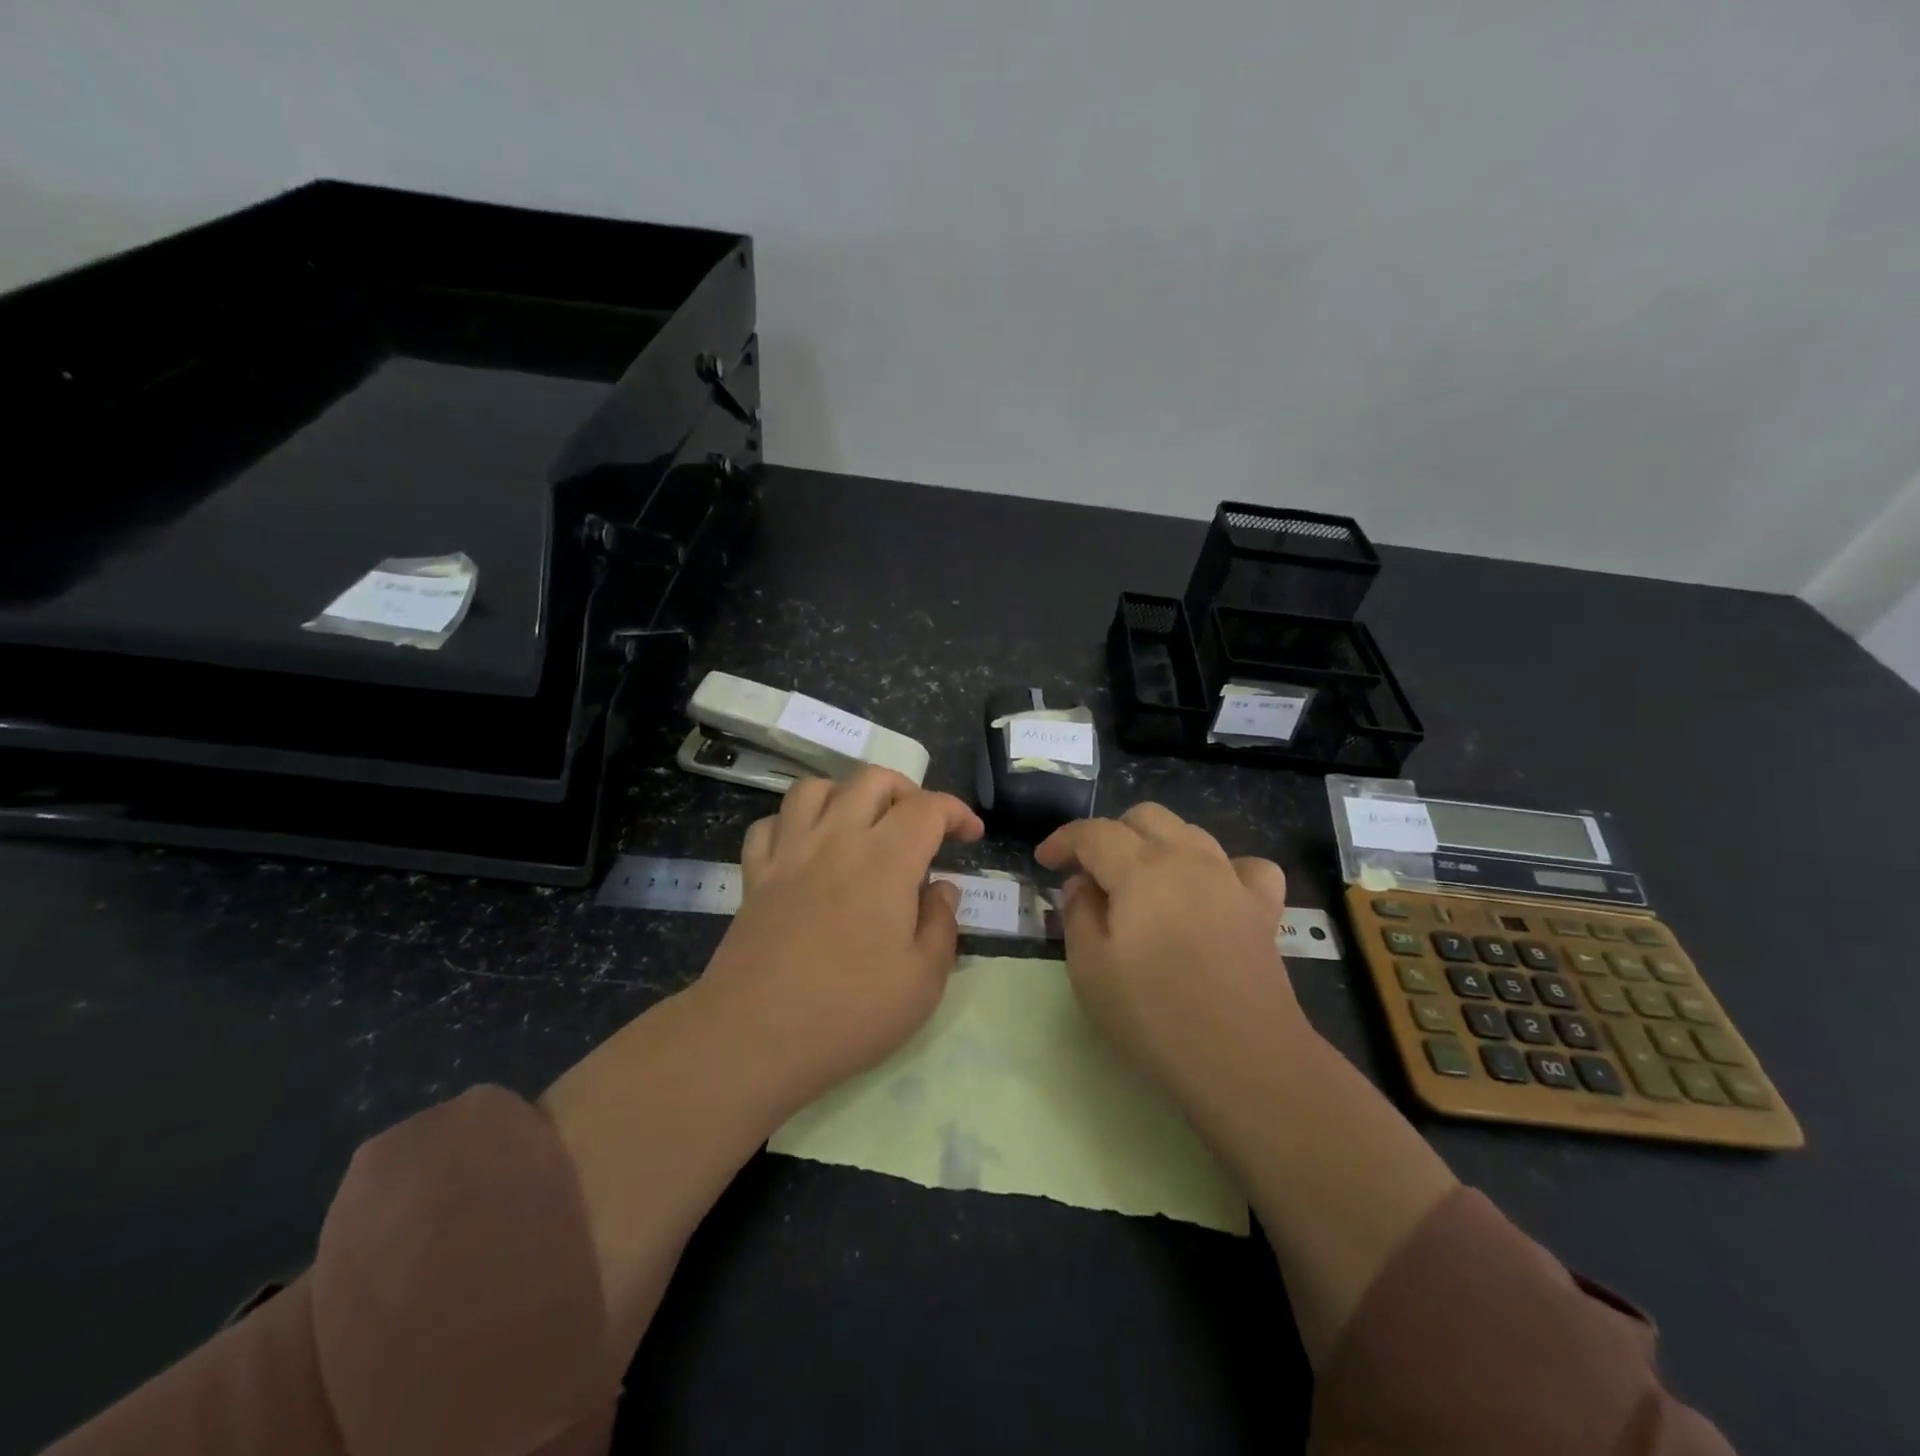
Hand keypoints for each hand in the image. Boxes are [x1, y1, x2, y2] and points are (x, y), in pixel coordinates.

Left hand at [697, 767, 984, 1107]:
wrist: (754, 1037)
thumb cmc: (850, 1012)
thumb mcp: (923, 981)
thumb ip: (941, 925)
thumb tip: (942, 889)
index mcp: (885, 860)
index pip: (928, 807)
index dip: (957, 812)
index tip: (971, 835)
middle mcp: (837, 839)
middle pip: (872, 779)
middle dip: (906, 791)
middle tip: (919, 827)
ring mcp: (789, 853)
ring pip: (816, 787)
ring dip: (847, 794)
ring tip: (862, 825)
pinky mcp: (755, 875)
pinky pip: (770, 824)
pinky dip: (793, 823)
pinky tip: (807, 848)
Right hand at [1036, 803, 1306, 1089]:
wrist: (1245, 1061)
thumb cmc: (1155, 1016)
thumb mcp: (1090, 969)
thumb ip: (1078, 913)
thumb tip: (1083, 884)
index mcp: (1141, 869)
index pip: (1094, 832)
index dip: (1064, 840)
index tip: (1044, 862)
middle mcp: (1189, 860)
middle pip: (1146, 818)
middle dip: (1111, 834)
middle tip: (1092, 874)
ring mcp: (1232, 882)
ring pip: (1191, 833)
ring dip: (1159, 845)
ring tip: (1143, 883)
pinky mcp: (1264, 911)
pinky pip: (1245, 868)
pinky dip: (1222, 870)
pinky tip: (1212, 894)